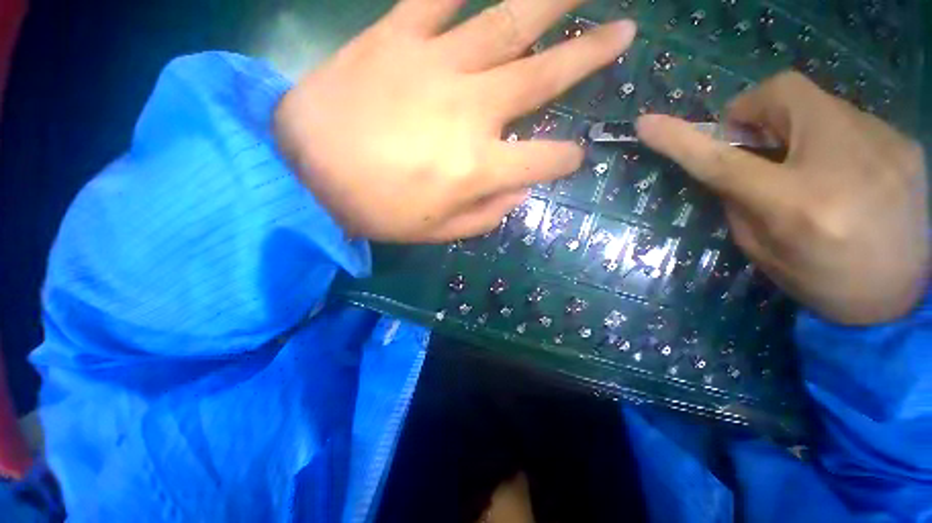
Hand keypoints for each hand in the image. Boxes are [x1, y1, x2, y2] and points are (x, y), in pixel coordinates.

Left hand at [274, 0, 635, 242]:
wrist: (306, 176)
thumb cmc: (378, 212)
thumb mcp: (440, 232)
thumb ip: (488, 214)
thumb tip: (520, 192)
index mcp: (479, 169)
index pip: (546, 160)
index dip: (565, 160)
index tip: (571, 158)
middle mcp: (471, 111)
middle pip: (545, 76)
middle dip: (590, 55)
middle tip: (624, 33)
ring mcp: (436, 66)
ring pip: (507, 21)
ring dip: (552, 0)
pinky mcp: (395, 37)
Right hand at [637, 72, 928, 324]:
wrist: (905, 298)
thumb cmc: (825, 283)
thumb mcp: (763, 251)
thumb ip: (739, 202)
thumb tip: (728, 166)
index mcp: (800, 207)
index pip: (724, 162)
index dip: (681, 140)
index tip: (646, 124)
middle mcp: (846, 163)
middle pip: (784, 95)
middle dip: (752, 110)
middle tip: (749, 141)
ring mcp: (884, 144)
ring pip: (816, 101)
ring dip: (790, 124)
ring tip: (797, 160)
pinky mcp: (903, 140)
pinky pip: (845, 117)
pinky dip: (823, 134)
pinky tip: (836, 168)